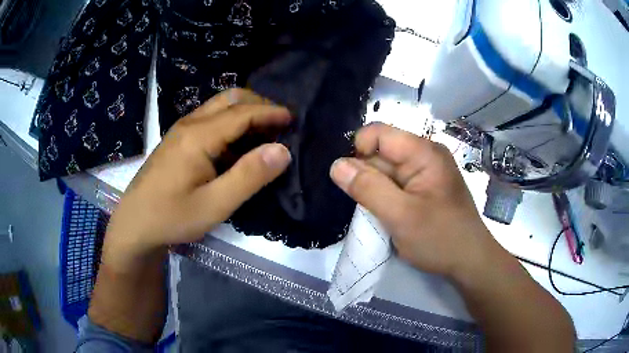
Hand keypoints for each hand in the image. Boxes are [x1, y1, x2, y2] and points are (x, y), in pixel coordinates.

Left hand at [104, 89, 292, 261]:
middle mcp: (190, 123)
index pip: (243, 113)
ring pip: (218, 106)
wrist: (134, 224)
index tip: (294, 119)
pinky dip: (231, 122)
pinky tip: (237, 143)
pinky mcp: (177, 140)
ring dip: (244, 111)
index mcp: (199, 136)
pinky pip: (209, 119)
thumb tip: (282, 150)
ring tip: (264, 131)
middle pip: (229, 98)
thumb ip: (248, 176)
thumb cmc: (172, 217)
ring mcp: (181, 130)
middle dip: (259, 104)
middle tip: (280, 122)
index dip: (271, 113)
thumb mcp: (214, 205)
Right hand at [330, 123, 494, 277]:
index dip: (358, 151)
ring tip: (374, 212)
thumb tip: (336, 165)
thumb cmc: (440, 238)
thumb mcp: (400, 216)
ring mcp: (424, 172)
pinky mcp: (423, 188)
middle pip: (381, 152)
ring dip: (374, 188)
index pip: (378, 133)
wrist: (469, 261)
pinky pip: (395, 184)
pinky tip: (383, 213)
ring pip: (386, 170)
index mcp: (423, 152)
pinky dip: (384, 196)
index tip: (351, 182)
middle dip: (365, 174)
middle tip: (364, 205)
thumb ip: (368, 188)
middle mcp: (424, 155)